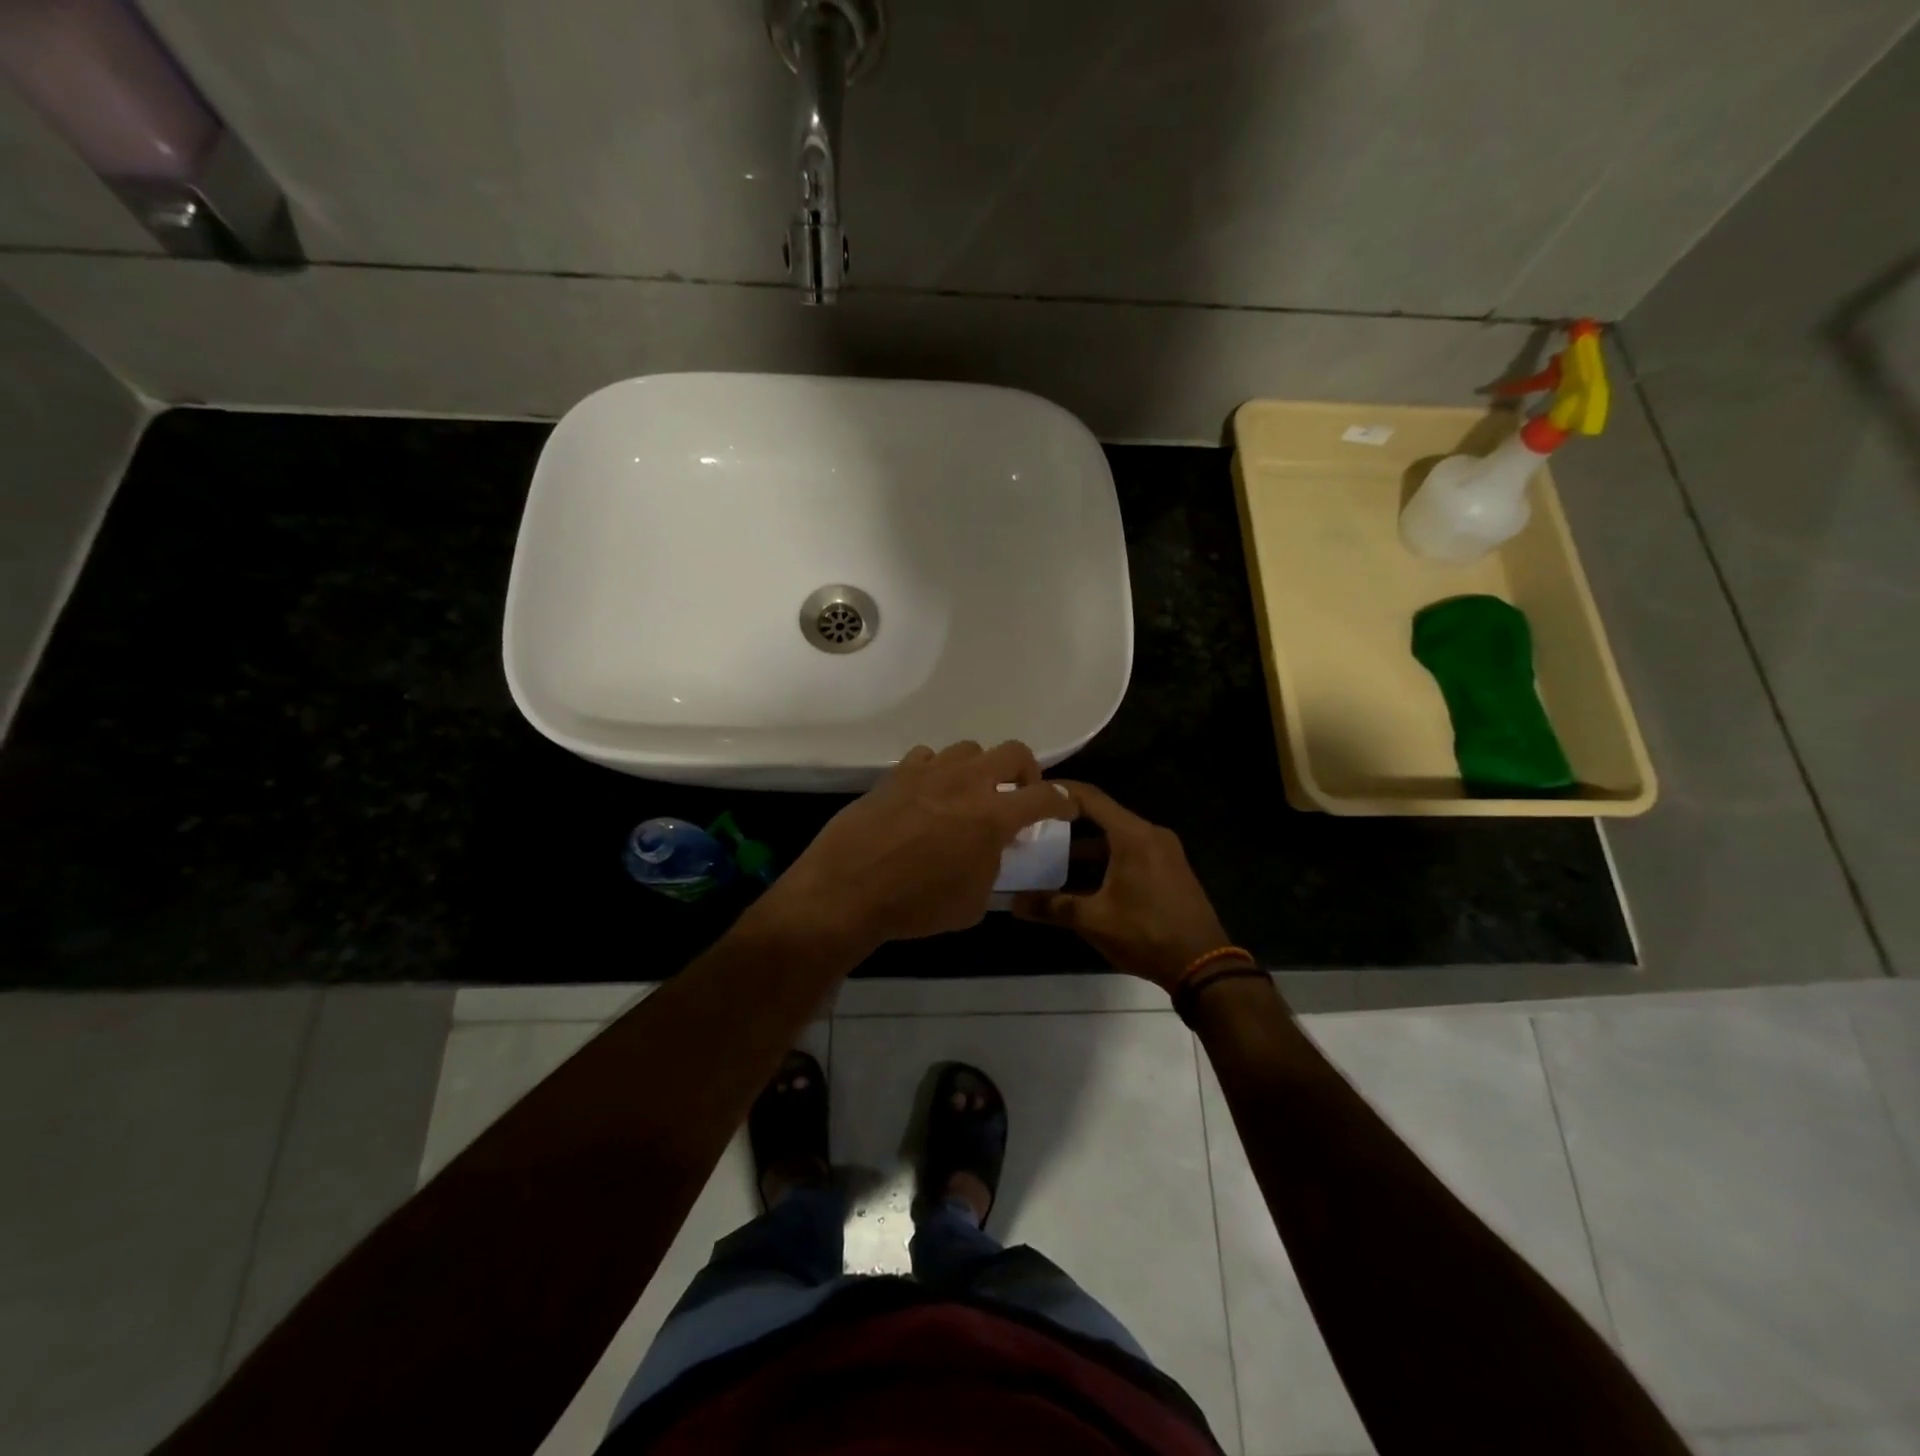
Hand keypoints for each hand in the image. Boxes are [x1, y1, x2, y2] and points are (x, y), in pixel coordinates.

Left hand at [757, 740, 1075, 957]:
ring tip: (970, 793)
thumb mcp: (972, 904)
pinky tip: (929, 793)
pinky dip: (938, 771)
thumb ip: (993, 869)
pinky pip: (928, 757)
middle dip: (1026, 771)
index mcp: (993, 816)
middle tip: (1019, 794)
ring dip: (979, 769)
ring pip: (969, 749)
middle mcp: (967, 783)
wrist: (847, 890)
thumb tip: (992, 852)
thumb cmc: (915, 906)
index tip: (1066, 808)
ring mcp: (930, 772)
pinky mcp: (897, 772)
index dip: (1064, 801)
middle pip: (1013, 752)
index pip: (1045, 797)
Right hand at [1012, 782, 1230, 989]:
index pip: (1090, 798)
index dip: (1060, 791)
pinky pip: (1130, 851)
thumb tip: (1014, 902)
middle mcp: (1151, 833)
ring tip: (1049, 854)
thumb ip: (1052, 906)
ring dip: (1085, 845)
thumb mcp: (1094, 920)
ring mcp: (1164, 851)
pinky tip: (1081, 877)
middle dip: (1067, 822)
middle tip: (1033, 826)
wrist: (1204, 965)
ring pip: (1116, 837)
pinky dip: (1105, 858)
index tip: (1031, 791)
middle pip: (1103, 816)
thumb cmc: (1146, 934)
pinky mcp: (1169, 869)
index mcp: (1133, 835)